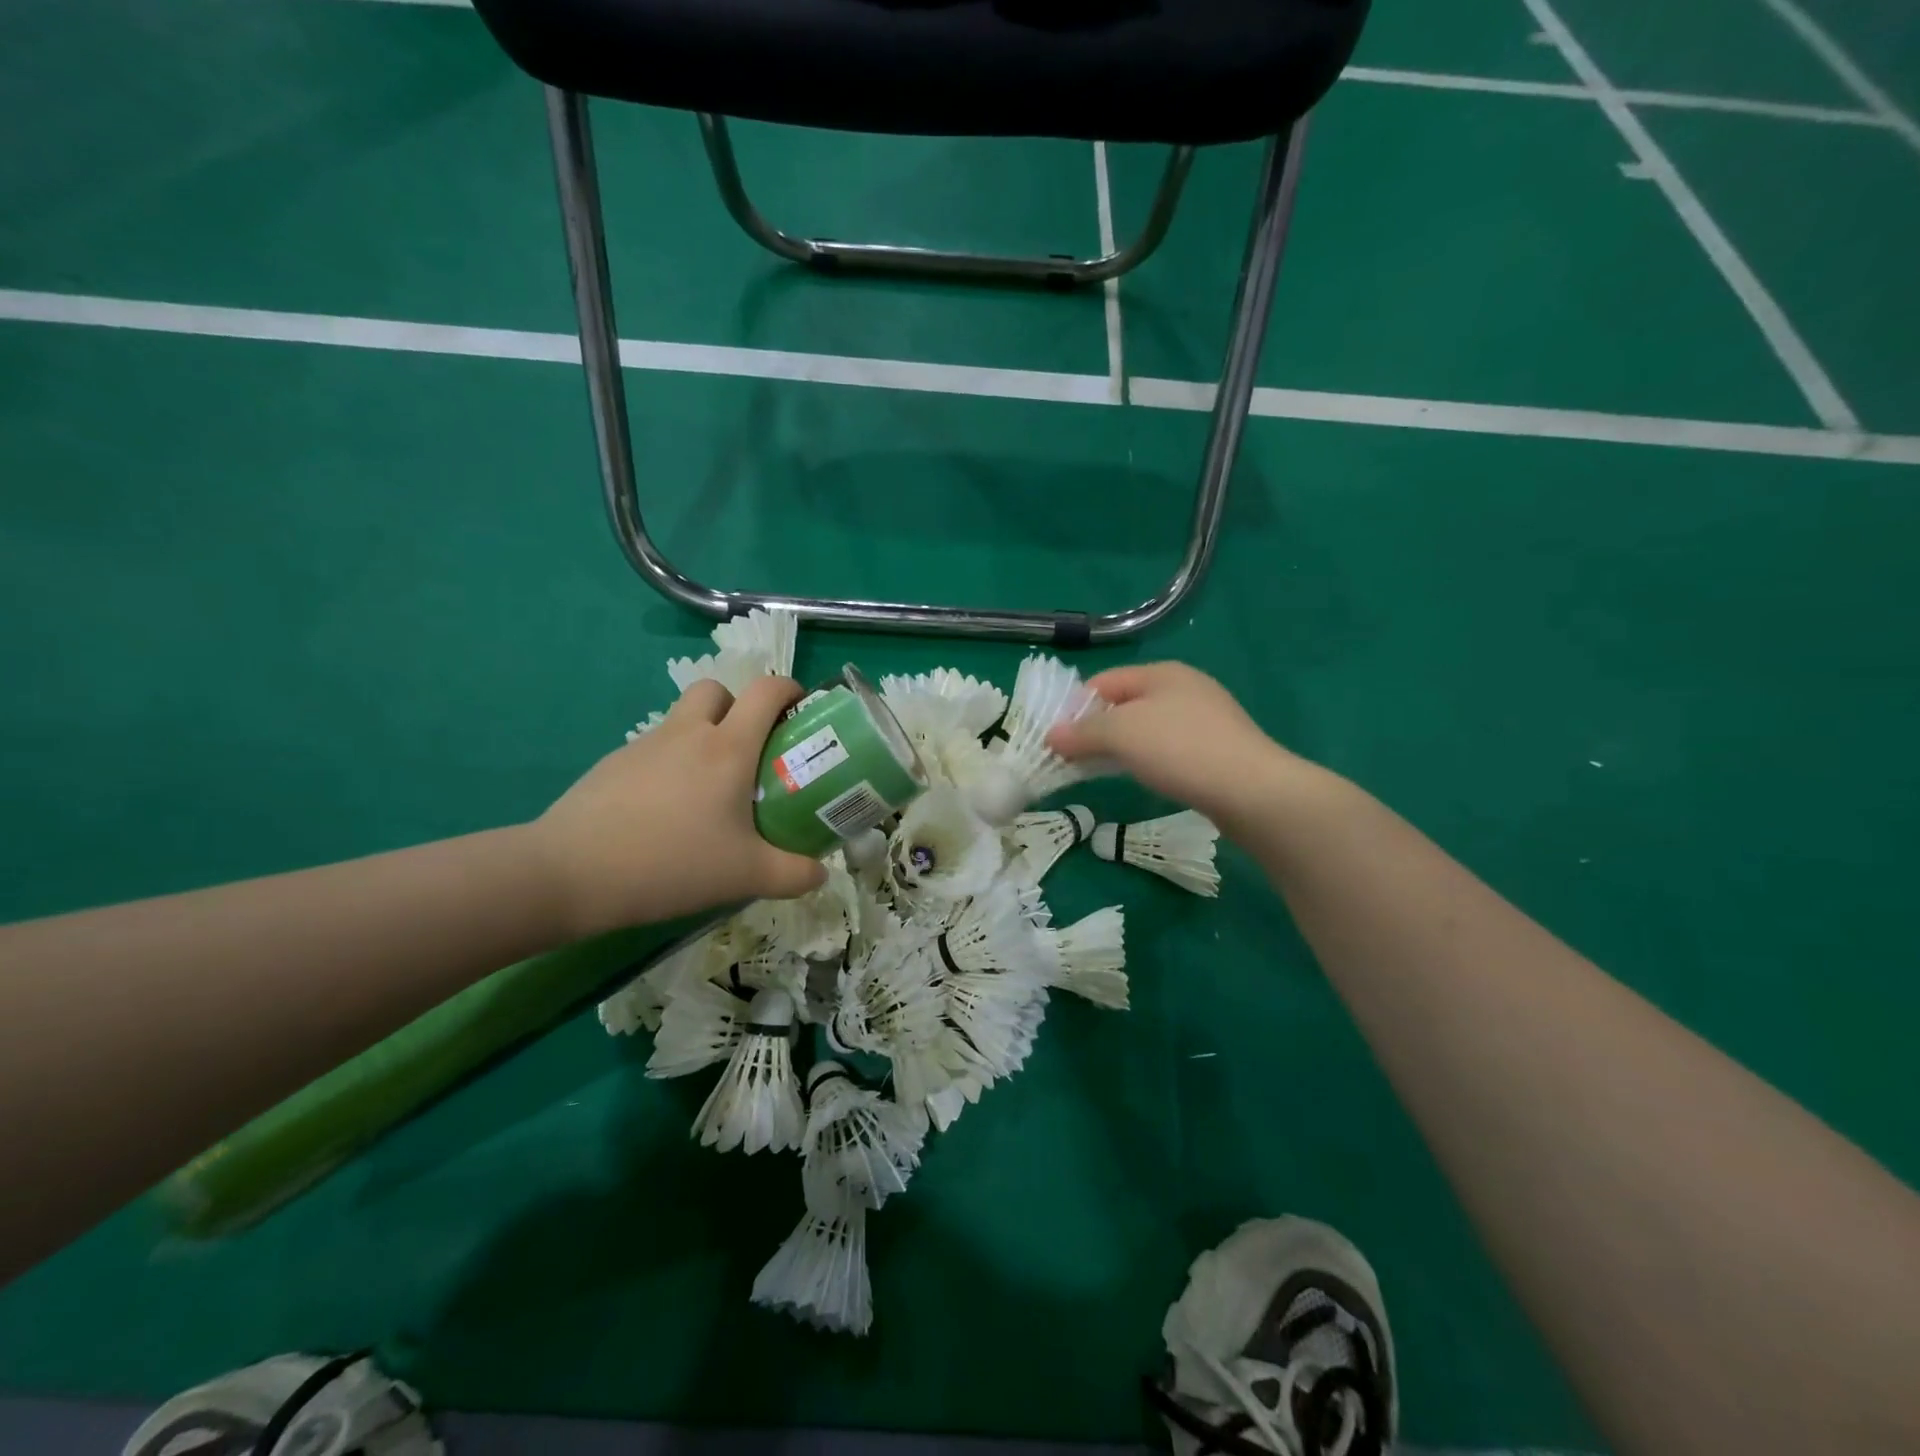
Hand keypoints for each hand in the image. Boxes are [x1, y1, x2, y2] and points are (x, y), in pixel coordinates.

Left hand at [527, 677, 827, 937]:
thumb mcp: (746, 876)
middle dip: (739, 706)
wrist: (571, 873)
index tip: (802, 711)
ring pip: (682, 720)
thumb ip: (793, 875)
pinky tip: (666, 814)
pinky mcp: (612, 766)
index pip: (767, 691)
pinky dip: (670, 765)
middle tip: (750, 749)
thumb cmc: (672, 863)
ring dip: (703, 736)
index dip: (790, 689)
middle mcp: (687, 733)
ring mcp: (644, 746)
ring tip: (709, 791)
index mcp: (727, 747)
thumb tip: (821, 874)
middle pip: (717, 690)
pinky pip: (654, 751)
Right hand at [1047, 662, 1310, 832]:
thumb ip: (1082, 732)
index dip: (1075, 707)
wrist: (1252, 791)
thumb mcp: (1121, 734)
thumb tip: (1051, 736)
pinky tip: (1145, 778)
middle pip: (1126, 703)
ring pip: (1147, 727)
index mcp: (1162, 673)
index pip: (1103, 681)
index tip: (1056, 740)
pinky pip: (1169, 748)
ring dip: (1121, 747)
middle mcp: (1185, 687)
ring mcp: (1206, 718)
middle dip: (1096, 729)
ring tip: (1102, 772)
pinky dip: (1148, 760)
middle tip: (1074, 758)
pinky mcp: (1217, 749)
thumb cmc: (1180, 750)